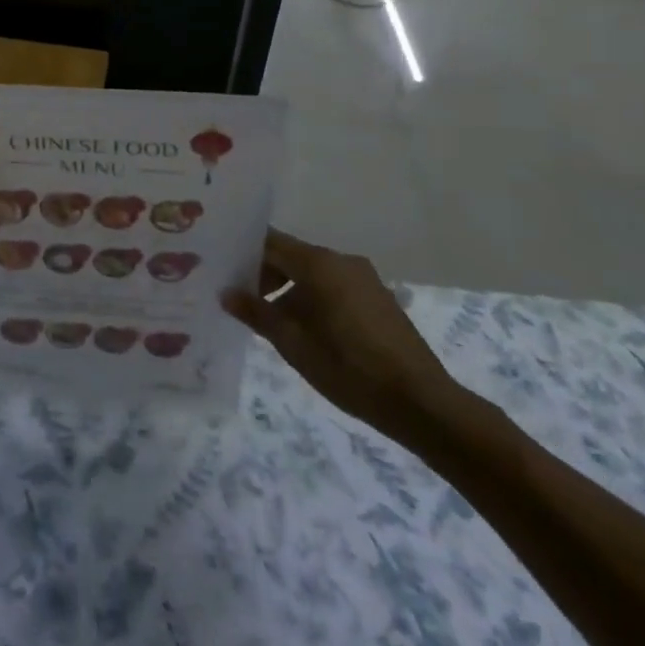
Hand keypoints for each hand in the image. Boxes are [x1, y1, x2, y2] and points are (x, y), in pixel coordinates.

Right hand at [223, 231, 468, 448]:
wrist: (421, 403)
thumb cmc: (348, 368)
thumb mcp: (292, 343)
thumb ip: (256, 312)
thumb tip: (227, 293)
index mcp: (318, 263)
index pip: (269, 242)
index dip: (243, 254)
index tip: (223, 272)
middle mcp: (341, 260)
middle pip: (291, 255)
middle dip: (264, 275)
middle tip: (242, 301)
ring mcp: (364, 278)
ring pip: (313, 272)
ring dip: (289, 290)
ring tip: (272, 321)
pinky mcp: (378, 298)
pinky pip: (334, 286)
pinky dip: (313, 298)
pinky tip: (307, 330)